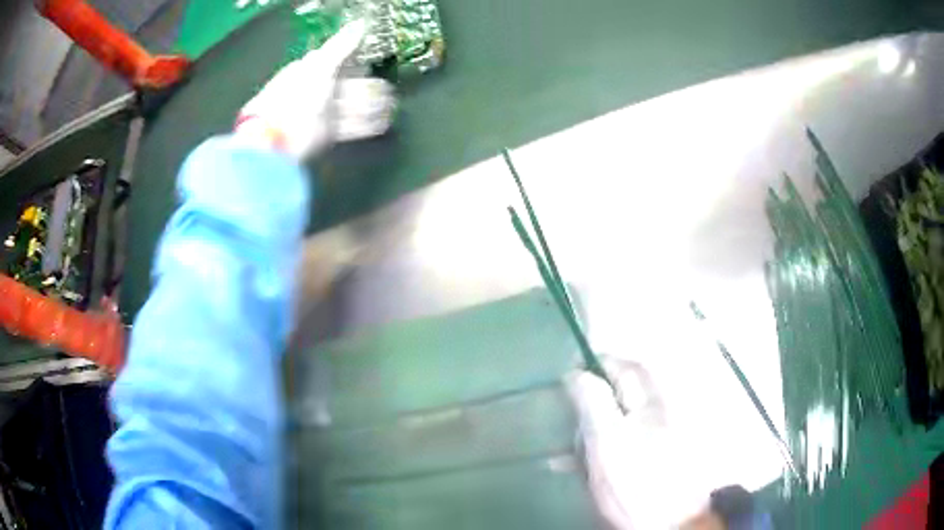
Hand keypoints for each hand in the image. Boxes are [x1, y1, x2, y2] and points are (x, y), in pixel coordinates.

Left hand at [236, 20, 393, 157]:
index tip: (371, 63)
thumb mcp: (321, 65)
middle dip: (367, 87)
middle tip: (387, 89)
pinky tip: (382, 123)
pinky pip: (350, 127)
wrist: (278, 139)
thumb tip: (361, 24)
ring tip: (392, 105)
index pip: (334, 62)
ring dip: (371, 106)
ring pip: (350, 106)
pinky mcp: (325, 134)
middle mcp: (314, 92)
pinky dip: (367, 125)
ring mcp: (320, 114)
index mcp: (308, 71)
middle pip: (346, 86)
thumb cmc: (297, 97)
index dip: (353, 62)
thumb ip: (342, 45)